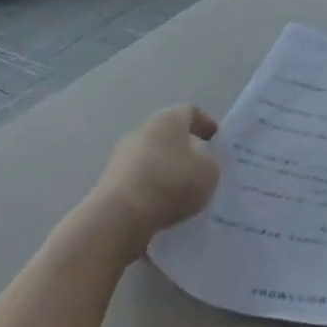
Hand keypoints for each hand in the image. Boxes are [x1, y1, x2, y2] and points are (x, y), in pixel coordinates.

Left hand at [90, 105, 220, 256]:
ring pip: (152, 156)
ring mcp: (122, 154)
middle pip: (168, 133)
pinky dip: (152, 187)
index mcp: (168, 119)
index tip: (215, 140)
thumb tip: (201, 165)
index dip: (205, 124)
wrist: (121, 215)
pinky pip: (139, 178)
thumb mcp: (209, 173)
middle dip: (185, 148)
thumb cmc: (171, 182)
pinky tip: (163, 205)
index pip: (190, 112)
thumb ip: (210, 164)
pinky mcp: (110, 179)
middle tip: (201, 167)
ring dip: (166, 169)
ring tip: (183, 191)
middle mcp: (142, 129)